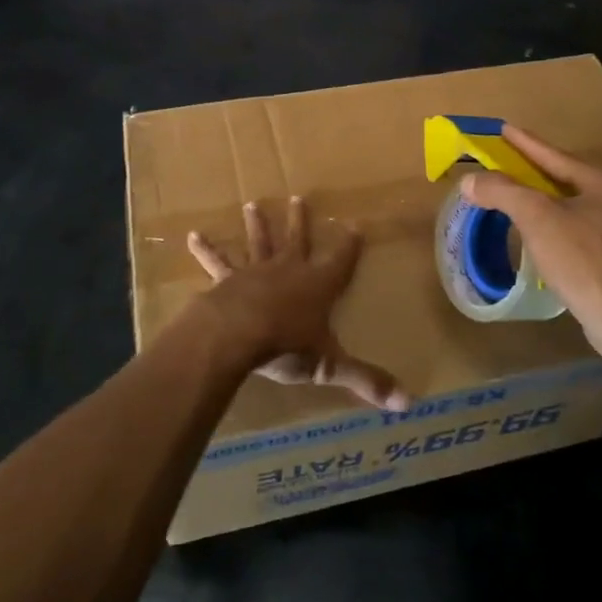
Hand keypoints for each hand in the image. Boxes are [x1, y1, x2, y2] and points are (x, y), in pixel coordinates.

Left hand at [188, 197, 408, 411]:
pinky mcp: (228, 279)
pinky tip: (193, 236)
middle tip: (297, 198)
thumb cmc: (287, 345)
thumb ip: (366, 381)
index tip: (356, 225)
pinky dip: (205, 250)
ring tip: (251, 204)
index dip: (349, 245)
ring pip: (258, 242)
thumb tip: (408, 403)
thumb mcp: (331, 365)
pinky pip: (216, 262)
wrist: (238, 334)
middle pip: (297, 240)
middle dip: (299, 221)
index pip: (341, 261)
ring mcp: (256, 271)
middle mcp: (289, 269)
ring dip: (256, 224)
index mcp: (318, 285)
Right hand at [459, 126, 601, 345]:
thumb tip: (470, 181)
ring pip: (582, 207)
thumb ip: (502, 192)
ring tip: (528, 200)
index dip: (526, 144)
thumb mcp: (536, 219)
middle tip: (513, 165)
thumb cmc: (581, 260)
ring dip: (553, 202)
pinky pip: (590, 231)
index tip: (504, 129)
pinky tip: (552, 237)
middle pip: (571, 179)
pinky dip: (566, 226)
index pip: (557, 157)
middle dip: (540, 173)